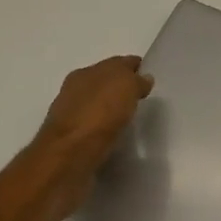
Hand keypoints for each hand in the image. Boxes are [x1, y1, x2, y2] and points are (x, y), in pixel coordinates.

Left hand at [32, 55, 152, 213]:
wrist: (69, 156)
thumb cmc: (99, 114)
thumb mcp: (126, 87)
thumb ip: (136, 80)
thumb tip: (143, 79)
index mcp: (85, 73)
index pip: (116, 64)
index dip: (134, 67)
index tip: (150, 76)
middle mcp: (74, 91)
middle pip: (105, 84)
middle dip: (122, 88)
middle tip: (143, 98)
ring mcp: (71, 117)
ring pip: (98, 107)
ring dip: (112, 110)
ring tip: (131, 119)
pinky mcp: (72, 142)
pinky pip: (95, 130)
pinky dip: (105, 130)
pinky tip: (116, 137)